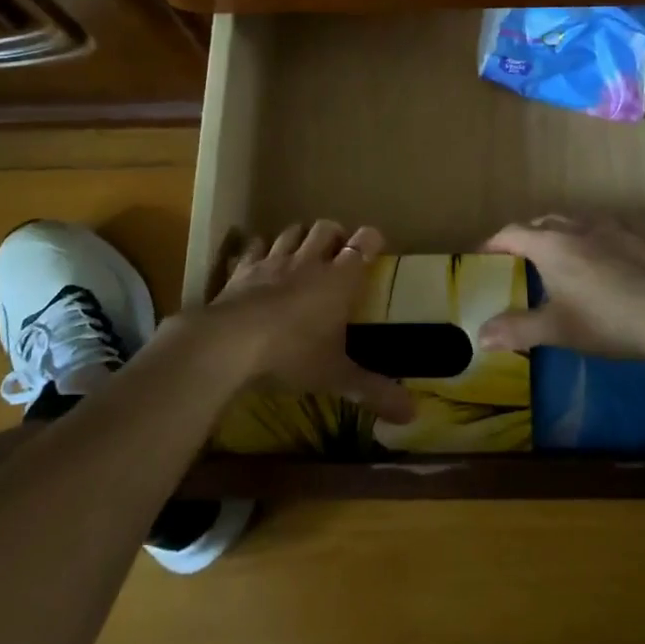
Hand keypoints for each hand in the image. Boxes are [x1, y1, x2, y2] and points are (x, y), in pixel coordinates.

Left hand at [196, 219, 416, 423]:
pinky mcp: (242, 270)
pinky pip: (252, 248)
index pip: (364, 243)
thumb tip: (413, 414)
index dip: (371, 240)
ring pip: (290, 232)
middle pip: (326, 229)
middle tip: (337, 251)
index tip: (374, 246)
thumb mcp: (337, 377)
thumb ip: (374, 391)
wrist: (230, 344)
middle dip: (334, 234)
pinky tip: (258, 259)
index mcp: (339, 279)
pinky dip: (258, 250)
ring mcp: (272, 262)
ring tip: (301, 251)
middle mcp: (308, 261)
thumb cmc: (293, 354)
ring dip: (299, 236)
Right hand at [478, 214, 644, 360]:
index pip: (513, 234)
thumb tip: (480, 336)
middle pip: (545, 221)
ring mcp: (615, 226)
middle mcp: (579, 226)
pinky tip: (615, 248)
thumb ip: (517, 330)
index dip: (495, 242)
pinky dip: (606, 235)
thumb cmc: (604, 320)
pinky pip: (618, 226)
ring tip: (568, 250)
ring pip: (582, 219)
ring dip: (568, 231)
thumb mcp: (556, 330)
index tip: (485, 254)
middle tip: (525, 255)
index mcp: (551, 246)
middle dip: (531, 235)